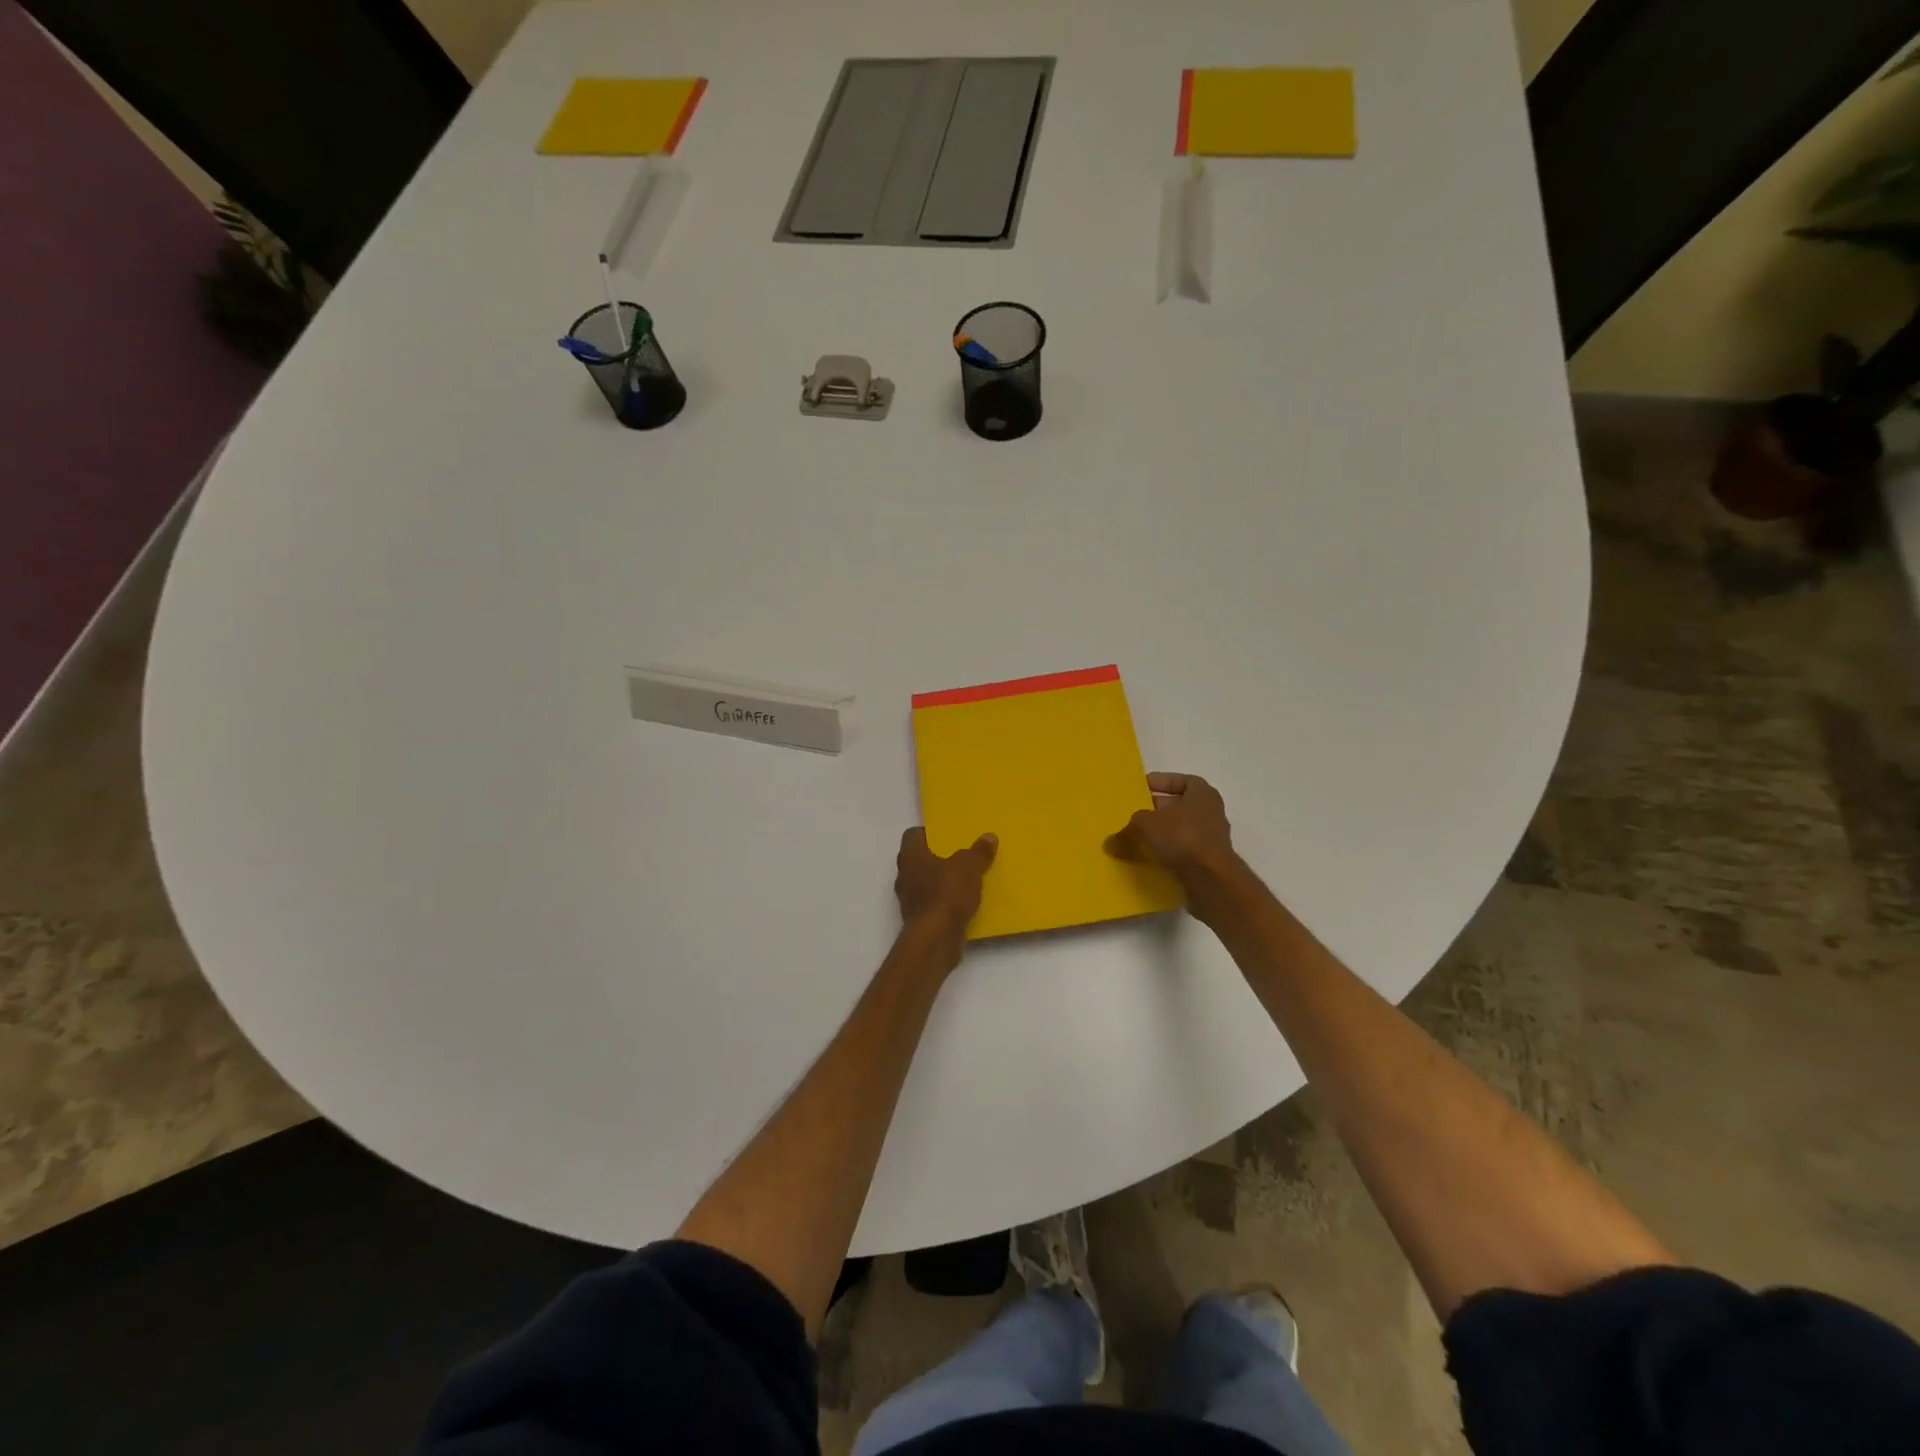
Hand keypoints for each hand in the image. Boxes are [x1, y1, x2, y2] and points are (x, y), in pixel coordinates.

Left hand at [895, 828, 997, 937]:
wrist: (935, 939)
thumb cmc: (947, 894)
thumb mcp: (969, 867)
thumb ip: (978, 851)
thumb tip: (988, 836)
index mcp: (911, 856)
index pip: (912, 835)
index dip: (929, 834)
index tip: (948, 837)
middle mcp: (904, 875)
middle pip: (919, 859)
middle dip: (938, 858)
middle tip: (960, 856)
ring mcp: (908, 899)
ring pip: (925, 883)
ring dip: (941, 881)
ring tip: (965, 880)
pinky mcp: (918, 920)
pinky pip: (931, 903)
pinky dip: (944, 902)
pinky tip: (962, 903)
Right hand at [1105, 772, 1237, 885]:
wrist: (1209, 880)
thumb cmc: (1181, 838)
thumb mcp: (1144, 826)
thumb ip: (1126, 830)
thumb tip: (1111, 842)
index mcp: (1203, 794)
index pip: (1182, 781)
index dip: (1162, 782)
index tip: (1142, 788)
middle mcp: (1211, 814)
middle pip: (1179, 808)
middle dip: (1156, 811)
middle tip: (1132, 815)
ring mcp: (1211, 840)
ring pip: (1179, 832)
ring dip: (1160, 836)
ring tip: (1135, 840)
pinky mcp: (1208, 864)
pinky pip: (1181, 854)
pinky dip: (1165, 856)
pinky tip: (1146, 861)